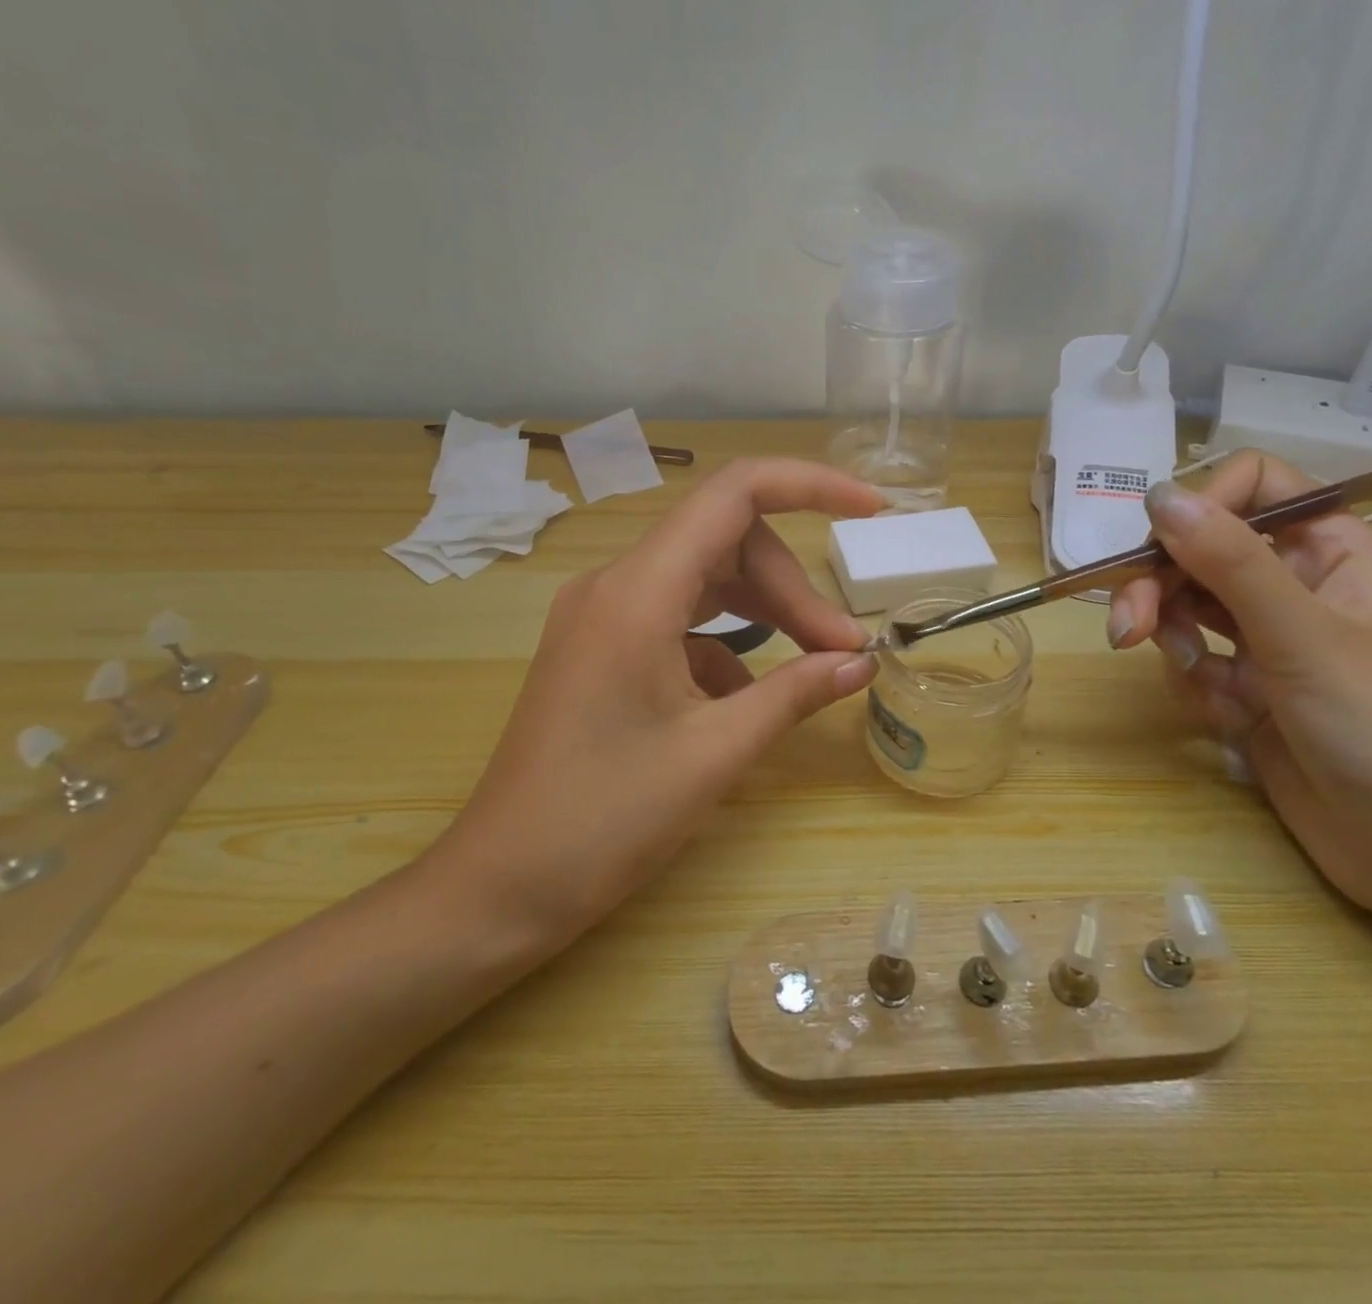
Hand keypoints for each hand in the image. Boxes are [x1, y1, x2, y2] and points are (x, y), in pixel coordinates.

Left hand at [432, 458, 882, 947]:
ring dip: (765, 613)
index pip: (734, 494)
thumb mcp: (715, 753)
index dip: (809, 485)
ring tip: (814, 666)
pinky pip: (680, 623)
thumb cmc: (603, 819)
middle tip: (842, 648)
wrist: (500, 886)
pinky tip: (745, 702)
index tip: (871, 510)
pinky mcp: (602, 650)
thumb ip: (795, 694)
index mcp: (638, 591)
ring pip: (705, 581)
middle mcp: (616, 585)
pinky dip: (726, 647)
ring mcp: (603, 617)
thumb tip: (861, 662)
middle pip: (726, 543)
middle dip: (791, 587)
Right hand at [1107, 449, 1371, 914]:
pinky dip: (1196, 686)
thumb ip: (1228, 561)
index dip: (1201, 507)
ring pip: (1186, 606)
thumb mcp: (1301, 635)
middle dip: (1159, 588)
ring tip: (1197, 681)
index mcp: (1330, 550)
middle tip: (1127, 629)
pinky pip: (1192, 661)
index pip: (1252, 487)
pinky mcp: (1246, 686)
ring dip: (1173, 640)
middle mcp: (1295, 584)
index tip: (1160, 550)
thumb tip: (1158, 494)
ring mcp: (1268, 638)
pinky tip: (1229, 721)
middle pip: (1200, 551)